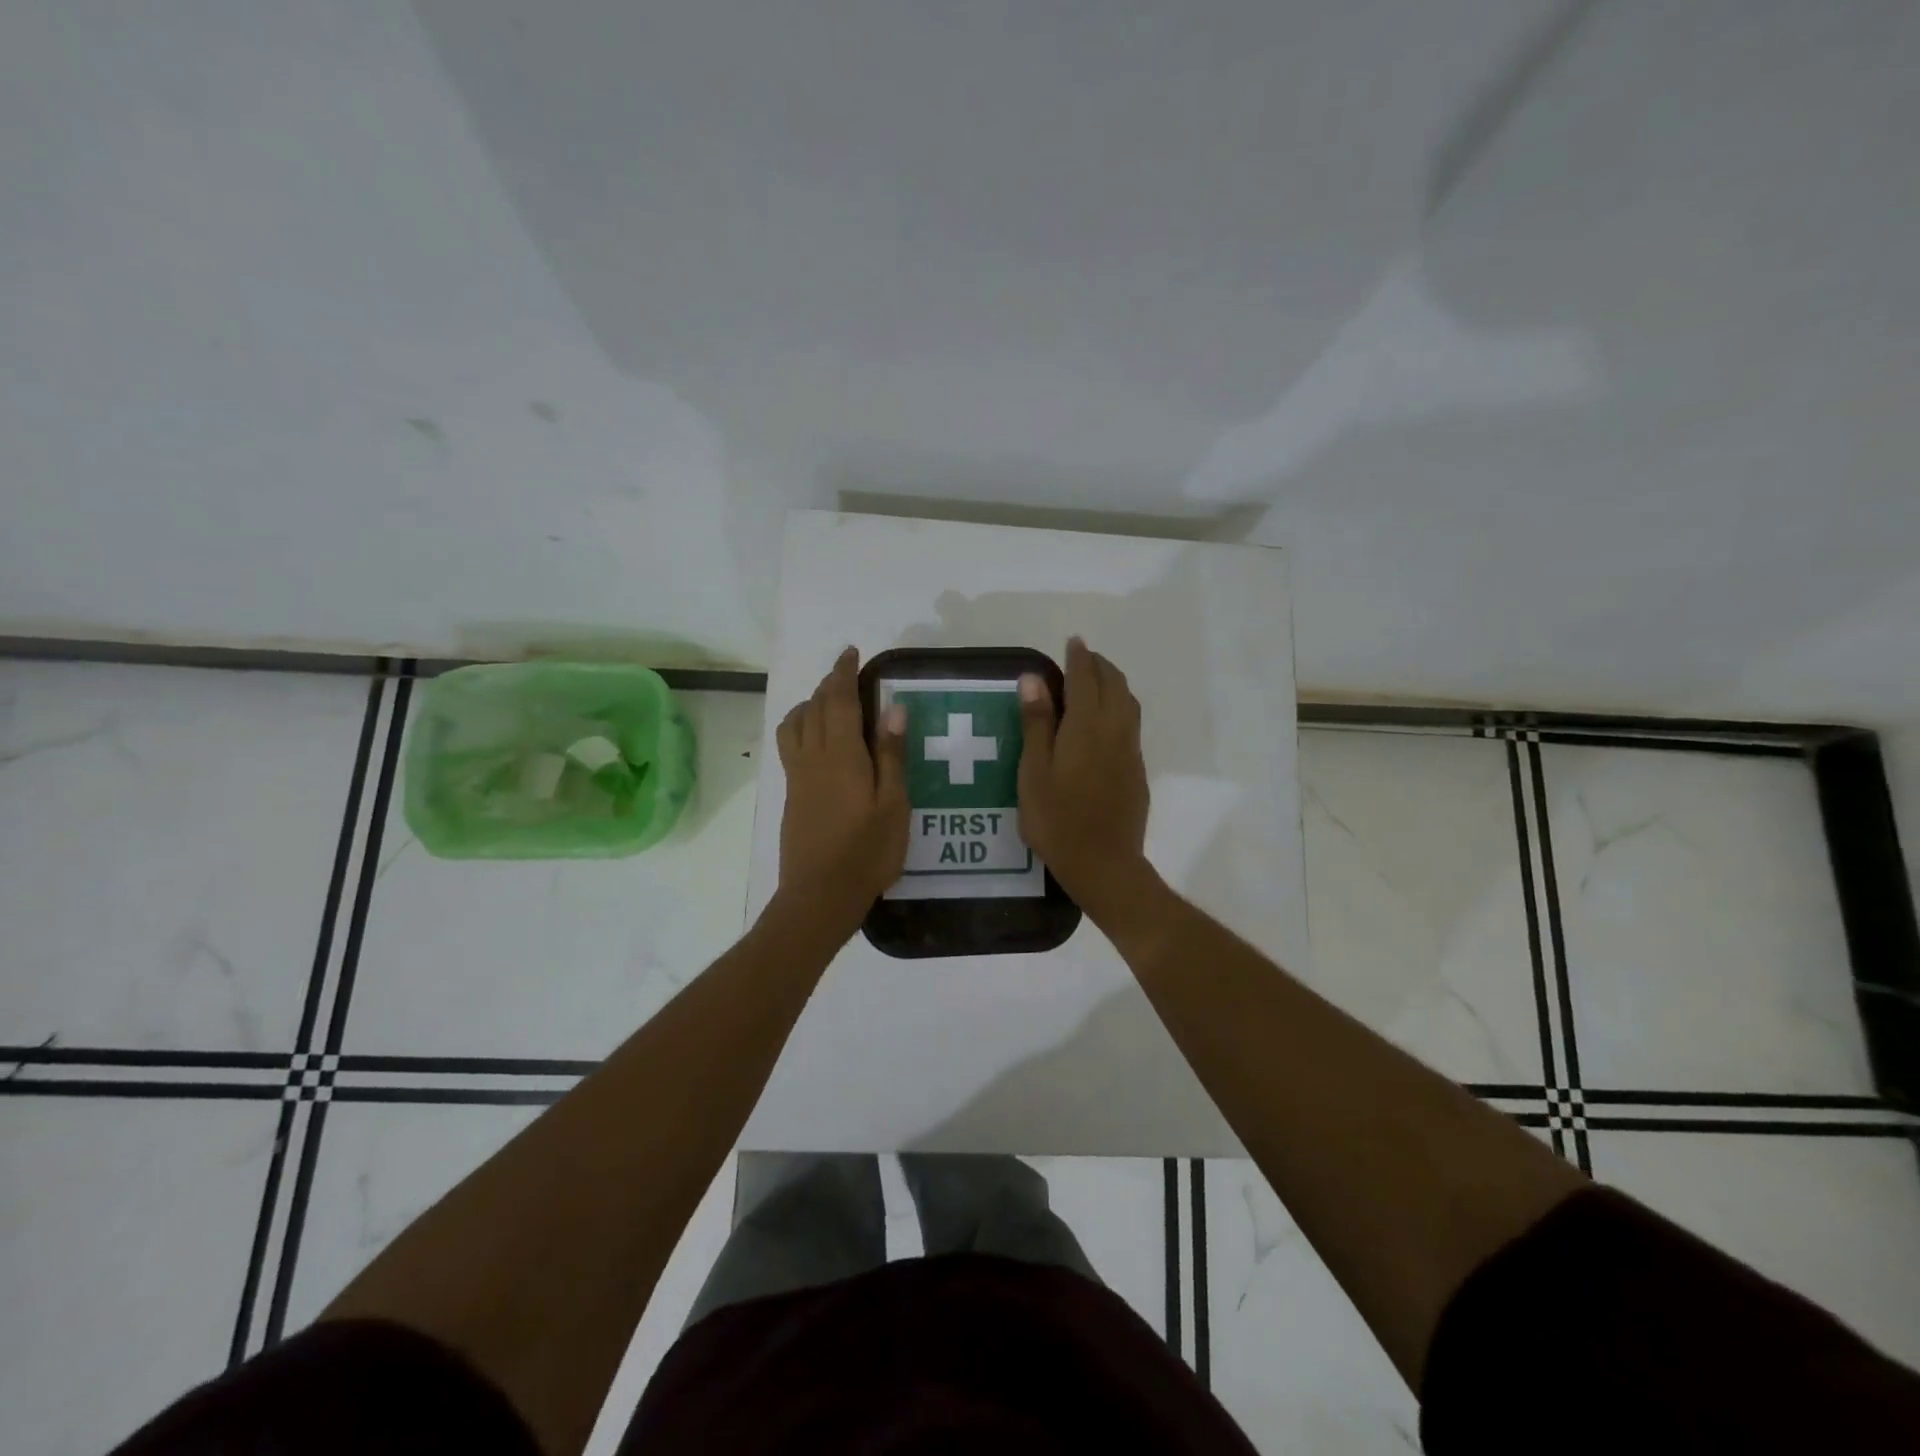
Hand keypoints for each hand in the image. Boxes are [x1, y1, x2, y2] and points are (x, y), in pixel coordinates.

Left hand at [774, 647, 908, 931]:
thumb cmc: (867, 851)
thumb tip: (893, 708)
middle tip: (846, 673)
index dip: (843, 673)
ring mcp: (797, 776)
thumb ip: (891, 754)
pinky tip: (816, 741)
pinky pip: (790, 744)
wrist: (820, 894)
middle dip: (828, 684)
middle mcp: (813, 757)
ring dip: (808, 704)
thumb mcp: (893, 804)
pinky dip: (800, 726)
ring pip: (794, 724)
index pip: (838, 700)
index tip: (851, 652)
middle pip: (813, 707)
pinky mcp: (791, 794)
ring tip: (827, 702)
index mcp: (841, 755)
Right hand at [1016, 636, 1150, 916]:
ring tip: (1096, 681)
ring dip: (1114, 683)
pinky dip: (1120, 706)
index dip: (1078, 657)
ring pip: (1128, 702)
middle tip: (1082, 658)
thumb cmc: (1057, 819)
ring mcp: (1130, 751)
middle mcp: (1114, 730)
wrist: (1103, 863)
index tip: (1074, 641)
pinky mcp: (1136, 770)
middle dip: (1099, 665)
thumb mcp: (1034, 772)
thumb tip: (1034, 678)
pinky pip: (1132, 723)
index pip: (1084, 679)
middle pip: (1113, 685)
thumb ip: (1037, 723)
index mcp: (1086, 726)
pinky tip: (1106, 721)